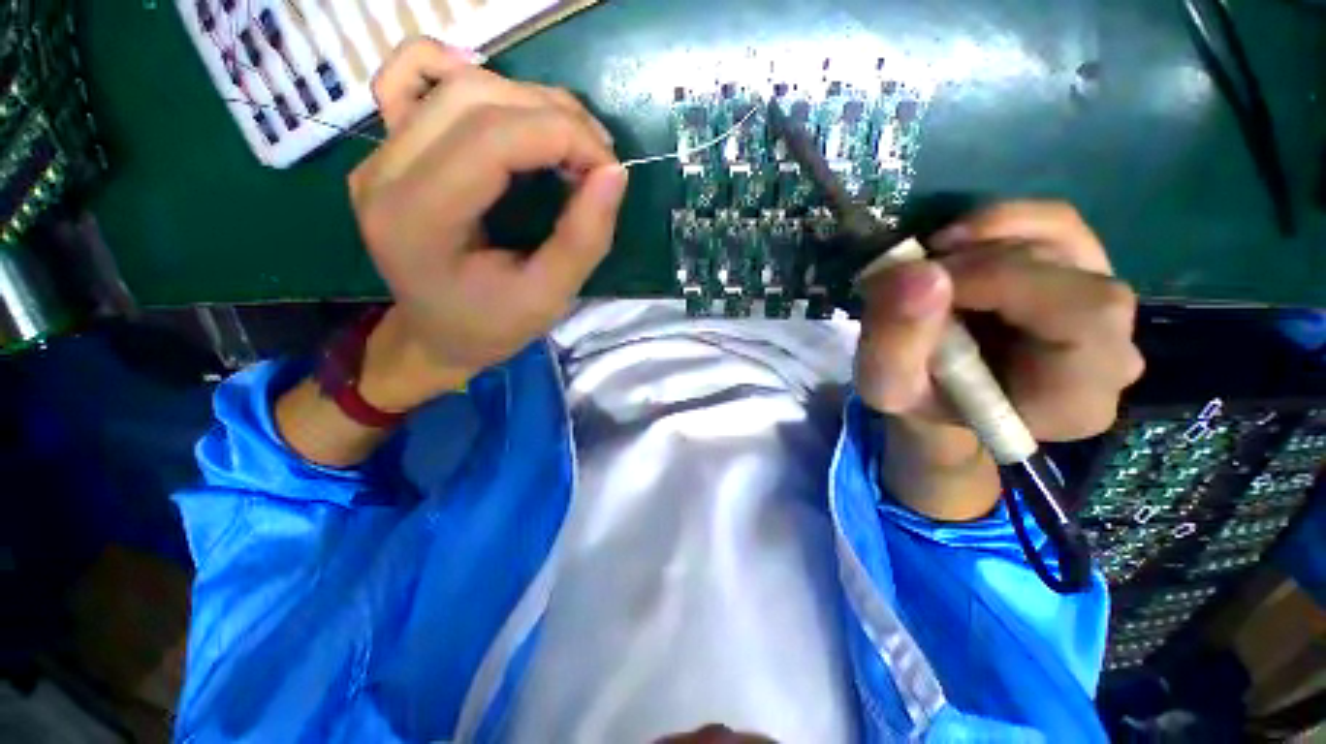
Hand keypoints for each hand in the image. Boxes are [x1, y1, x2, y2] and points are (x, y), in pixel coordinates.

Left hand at [348, 38, 626, 405]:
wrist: (436, 335)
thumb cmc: (492, 327)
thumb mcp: (549, 299)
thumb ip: (584, 239)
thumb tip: (614, 172)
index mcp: (418, 220)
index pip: (492, 137)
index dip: (564, 136)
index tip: (609, 167)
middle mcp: (384, 172)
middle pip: (474, 97)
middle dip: (554, 116)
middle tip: (597, 158)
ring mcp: (379, 154)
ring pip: (457, 83)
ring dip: (529, 101)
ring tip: (570, 141)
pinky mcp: (388, 148)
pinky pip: (412, 78)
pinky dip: (463, 74)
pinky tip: (502, 108)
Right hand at [855, 202, 1144, 519]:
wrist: (940, 405)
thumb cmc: (917, 409)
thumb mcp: (886, 389)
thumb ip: (895, 339)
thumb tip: (913, 268)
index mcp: (1076, 394)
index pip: (1082, 316)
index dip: (1005, 281)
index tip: (923, 281)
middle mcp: (1109, 350)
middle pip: (1084, 271)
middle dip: (996, 258)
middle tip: (923, 268)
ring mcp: (1095, 307)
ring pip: (1072, 238)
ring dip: (997, 234)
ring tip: (937, 257)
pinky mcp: (1070, 278)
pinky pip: (1057, 228)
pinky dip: (1005, 223)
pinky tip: (961, 248)